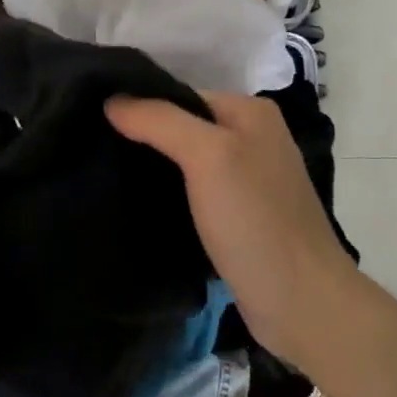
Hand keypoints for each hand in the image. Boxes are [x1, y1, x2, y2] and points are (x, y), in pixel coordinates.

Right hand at [106, 91, 355, 365]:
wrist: (300, 301)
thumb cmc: (255, 219)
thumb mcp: (208, 156)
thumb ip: (160, 121)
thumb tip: (113, 99)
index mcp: (251, 112)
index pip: (181, 95)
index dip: (141, 107)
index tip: (96, 125)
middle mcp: (253, 139)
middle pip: (184, 128)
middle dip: (144, 140)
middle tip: (95, 153)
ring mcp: (249, 181)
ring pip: (187, 164)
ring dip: (154, 171)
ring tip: (106, 179)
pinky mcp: (240, 218)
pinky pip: (195, 196)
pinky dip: (170, 199)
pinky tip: (140, 209)